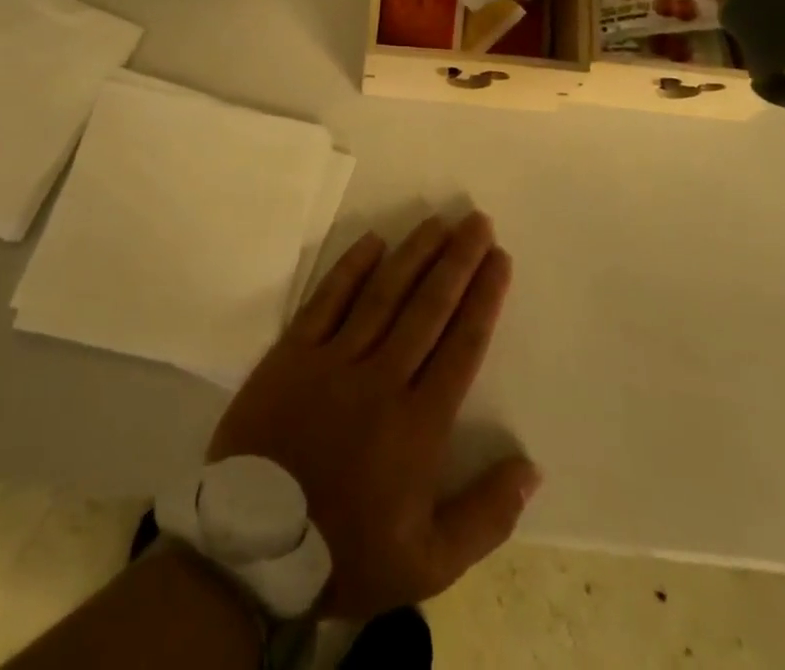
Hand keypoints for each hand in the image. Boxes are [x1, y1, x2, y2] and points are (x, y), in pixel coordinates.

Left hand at [209, 213, 538, 620]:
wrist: (252, 549)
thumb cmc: (345, 552)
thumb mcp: (428, 563)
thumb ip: (485, 516)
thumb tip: (532, 468)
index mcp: (418, 425)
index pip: (462, 345)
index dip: (484, 297)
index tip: (500, 257)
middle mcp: (381, 379)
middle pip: (428, 307)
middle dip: (457, 260)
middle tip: (477, 221)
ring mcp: (333, 360)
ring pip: (383, 294)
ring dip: (414, 254)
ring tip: (438, 221)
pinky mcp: (293, 352)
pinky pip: (327, 300)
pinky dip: (350, 268)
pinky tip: (373, 241)